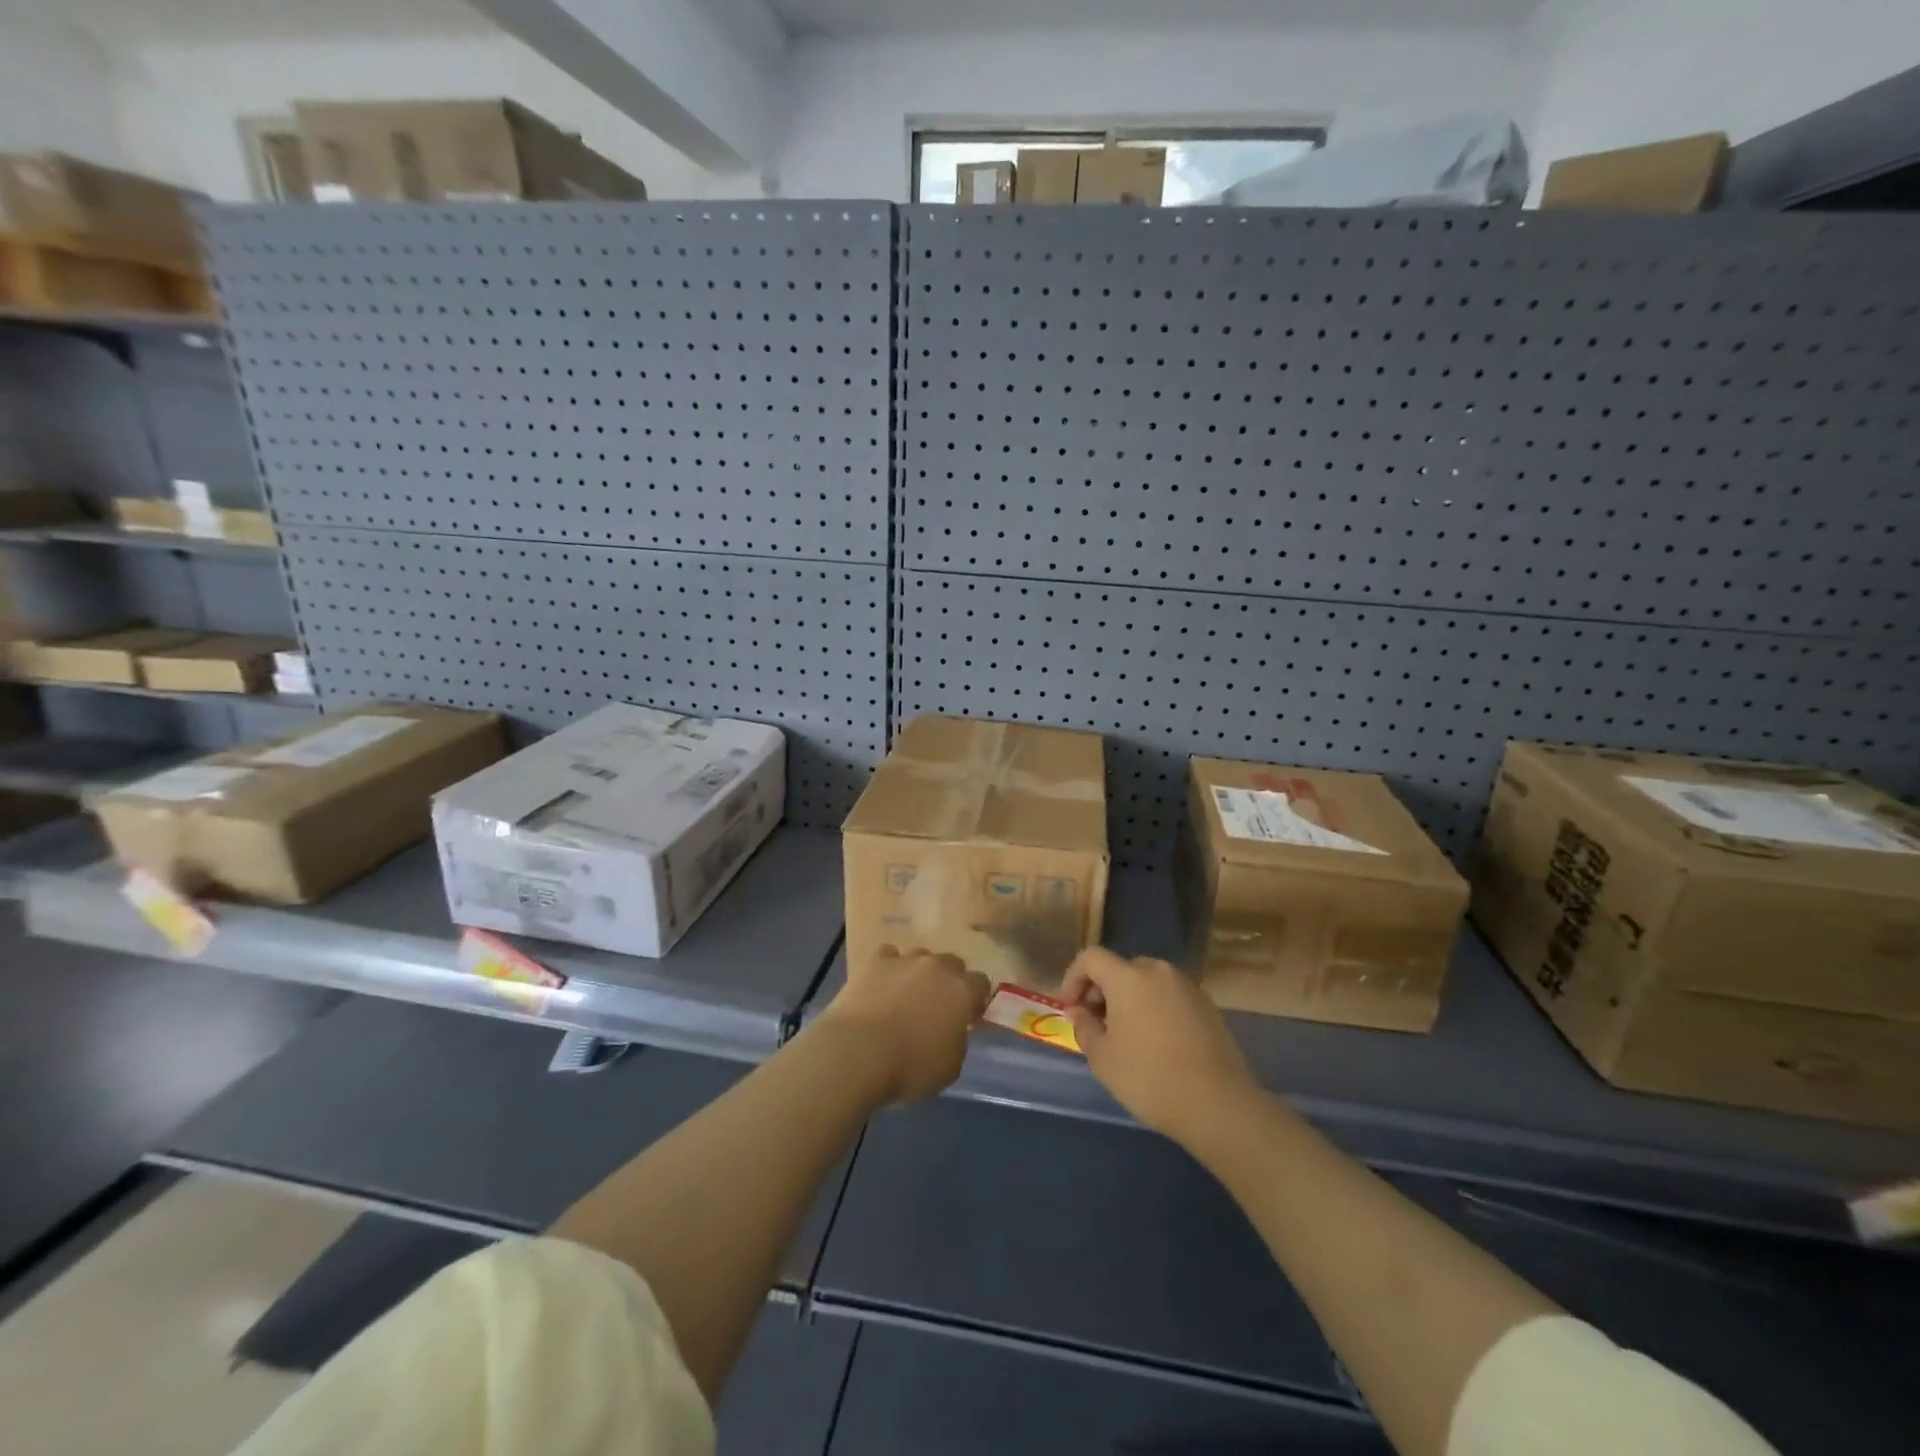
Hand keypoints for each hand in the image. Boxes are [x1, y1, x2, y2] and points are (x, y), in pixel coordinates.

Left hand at [818, 946, 990, 1105]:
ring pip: (921, 957)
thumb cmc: (911, 1066)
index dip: (975, 999)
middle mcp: (938, 967)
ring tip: (906, 996)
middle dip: (949, 981)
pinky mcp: (875, 961)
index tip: (967, 1017)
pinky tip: (881, 984)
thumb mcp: (950, 1066)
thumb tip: (952, 1030)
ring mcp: (905, 960)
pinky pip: (889, 955)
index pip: (981, 983)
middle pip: (952, 963)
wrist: (859, 1052)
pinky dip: (888, 967)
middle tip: (937, 1007)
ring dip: (919, 973)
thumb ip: (958, 1041)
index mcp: (962, 991)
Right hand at [1062, 947, 1258, 1142]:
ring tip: (1127, 1036)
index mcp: (1128, 976)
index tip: (1071, 1008)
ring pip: (1147, 982)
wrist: (1218, 1104)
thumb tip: (1080, 1011)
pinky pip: (1170, 997)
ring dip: (1130, 1000)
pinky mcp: (1208, 1005)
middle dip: (1103, 990)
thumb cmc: (1149, 1078)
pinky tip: (1157, 1043)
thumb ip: (1084, 1026)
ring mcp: (1187, 986)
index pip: (1091, 957)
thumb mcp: (1102, 1058)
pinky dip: (1155, 1009)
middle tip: (1097, 1024)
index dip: (1073, 977)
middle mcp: (1158, 971)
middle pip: (1121, 968)